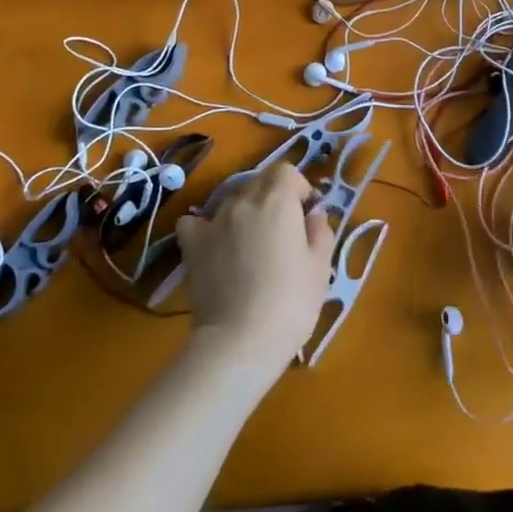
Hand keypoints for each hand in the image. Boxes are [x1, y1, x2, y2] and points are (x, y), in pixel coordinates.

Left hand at [174, 163, 334, 379]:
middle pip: (259, 181)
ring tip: (251, 245)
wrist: (240, 341)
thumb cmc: (290, 303)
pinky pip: (195, 221)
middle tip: (283, 233)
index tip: (305, 215)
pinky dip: (205, 226)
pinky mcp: (192, 244)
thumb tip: (313, 215)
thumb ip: (320, 231)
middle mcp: (243, 201)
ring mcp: (213, 221)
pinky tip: (215, 244)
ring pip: (232, 200)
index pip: (286, 170)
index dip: (298, 188)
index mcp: (277, 200)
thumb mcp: (320, 267)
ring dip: (245, 212)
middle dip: (274, 197)